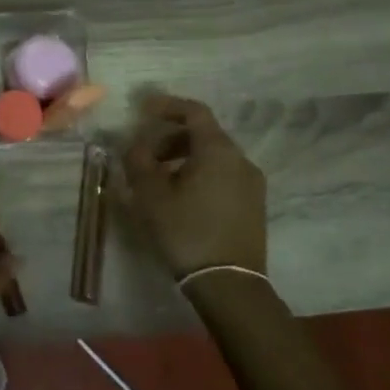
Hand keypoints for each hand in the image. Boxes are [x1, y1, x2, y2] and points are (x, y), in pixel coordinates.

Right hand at [121, 94, 267, 278]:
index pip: (194, 112)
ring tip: (158, 178)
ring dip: (183, 157)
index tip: (142, 110)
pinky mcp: (253, 205)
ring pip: (214, 157)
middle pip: (204, 134)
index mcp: (218, 150)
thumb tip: (135, 144)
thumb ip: (138, 160)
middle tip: (144, 153)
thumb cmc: (186, 231)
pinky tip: (180, 196)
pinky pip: (223, 175)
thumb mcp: (150, 194)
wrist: (229, 284)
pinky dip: (199, 173)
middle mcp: (241, 160)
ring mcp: (251, 184)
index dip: (166, 106)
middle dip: (170, 137)